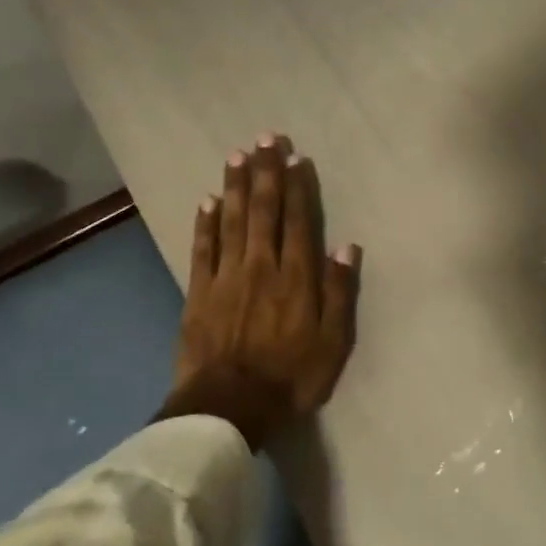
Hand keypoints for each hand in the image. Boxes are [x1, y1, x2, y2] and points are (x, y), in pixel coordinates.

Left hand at [161, 135, 361, 449]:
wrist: (228, 407)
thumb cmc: (290, 377)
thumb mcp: (333, 342)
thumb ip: (339, 292)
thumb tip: (347, 248)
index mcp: (296, 277)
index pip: (298, 221)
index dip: (298, 187)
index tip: (297, 157)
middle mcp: (261, 266)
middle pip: (264, 211)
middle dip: (266, 172)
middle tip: (267, 138)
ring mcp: (226, 277)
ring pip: (232, 221)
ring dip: (236, 186)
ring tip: (237, 155)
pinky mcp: (198, 293)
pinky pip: (202, 249)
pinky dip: (205, 223)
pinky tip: (207, 200)